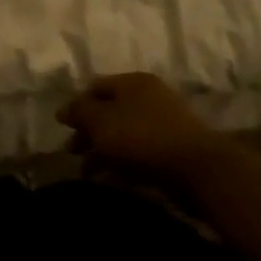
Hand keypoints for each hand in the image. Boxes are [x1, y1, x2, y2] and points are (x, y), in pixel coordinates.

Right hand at [57, 73, 218, 176]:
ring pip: (122, 133)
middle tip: (72, 152)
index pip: (95, 87)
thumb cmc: (141, 137)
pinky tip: (110, 178)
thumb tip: (63, 110)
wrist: (197, 169)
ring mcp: (163, 123)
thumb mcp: (99, 120)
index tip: (64, 129)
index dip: (76, 106)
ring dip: (102, 151)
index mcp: (132, 82)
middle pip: (108, 111)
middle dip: (87, 132)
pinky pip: (138, 151)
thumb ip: (78, 111)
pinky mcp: (171, 148)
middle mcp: (149, 97)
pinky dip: (121, 162)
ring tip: (87, 172)